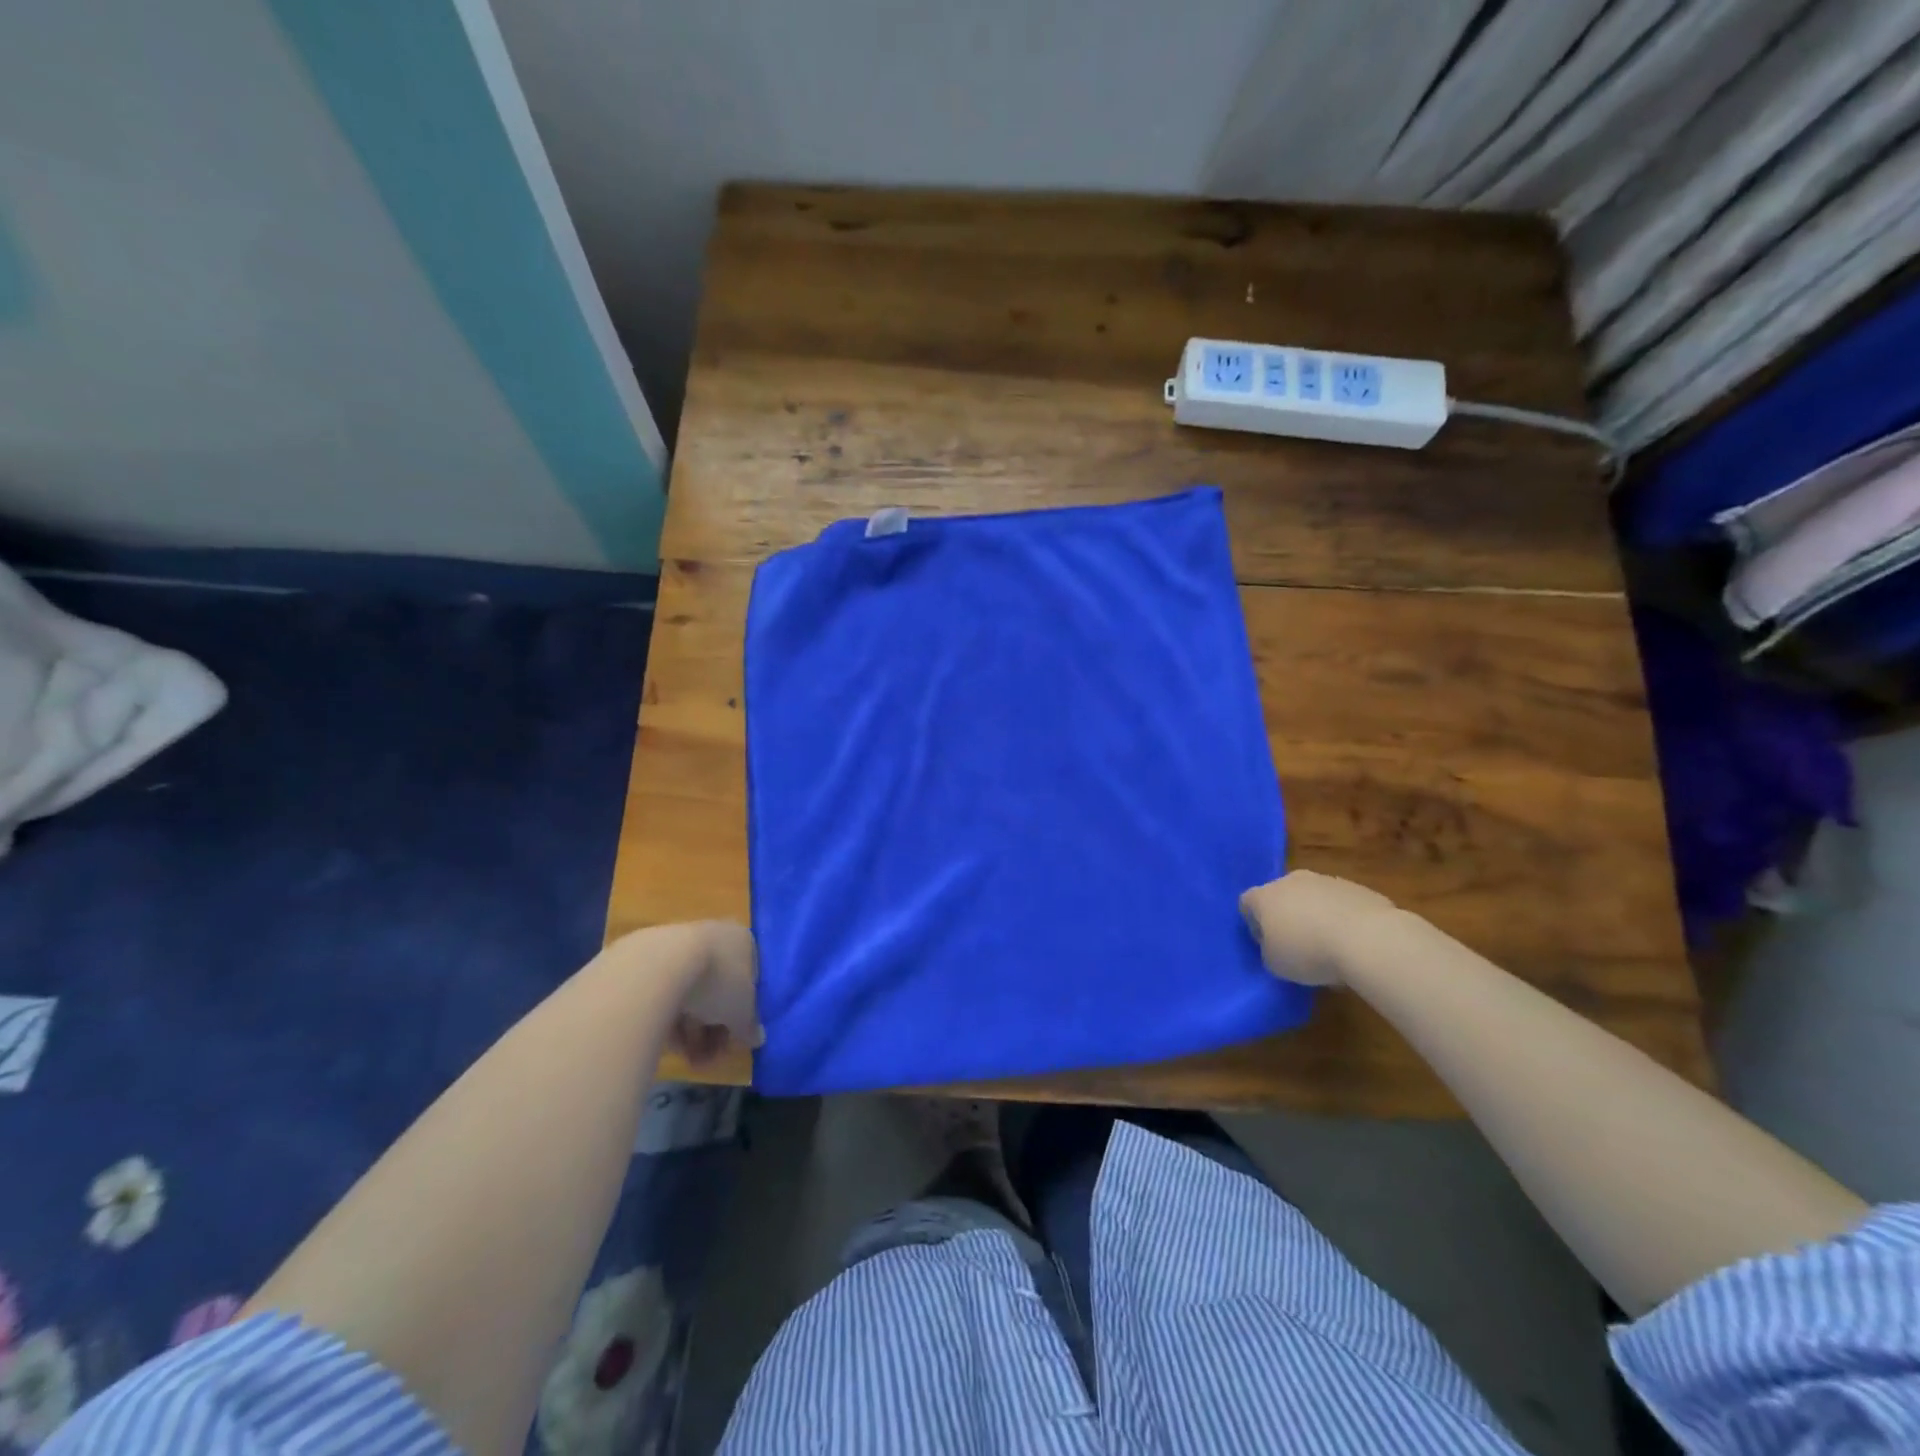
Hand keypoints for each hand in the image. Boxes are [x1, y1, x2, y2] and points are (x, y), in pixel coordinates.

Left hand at [628, 921, 759, 1064]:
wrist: (660, 964)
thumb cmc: (718, 980)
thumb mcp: (742, 1011)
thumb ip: (750, 1026)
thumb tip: (756, 1038)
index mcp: (743, 941)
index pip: (748, 983)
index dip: (741, 1017)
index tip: (732, 1043)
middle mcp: (714, 937)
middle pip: (717, 991)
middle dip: (713, 1031)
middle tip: (708, 1061)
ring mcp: (680, 946)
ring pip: (690, 994)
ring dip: (692, 1032)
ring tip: (687, 1061)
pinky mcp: (648, 960)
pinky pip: (665, 993)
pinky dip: (669, 1018)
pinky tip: (667, 1043)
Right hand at [1239, 871, 1401, 986]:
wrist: (1367, 939)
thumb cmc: (1309, 952)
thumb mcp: (1275, 965)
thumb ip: (1269, 951)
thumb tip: (1277, 946)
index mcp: (1265, 896)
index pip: (1247, 903)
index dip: (1253, 924)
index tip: (1267, 945)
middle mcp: (1291, 881)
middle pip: (1281, 896)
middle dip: (1286, 917)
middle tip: (1298, 946)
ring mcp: (1326, 881)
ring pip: (1313, 898)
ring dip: (1316, 917)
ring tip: (1331, 948)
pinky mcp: (1357, 888)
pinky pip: (1340, 904)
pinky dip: (1342, 919)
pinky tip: (1353, 943)